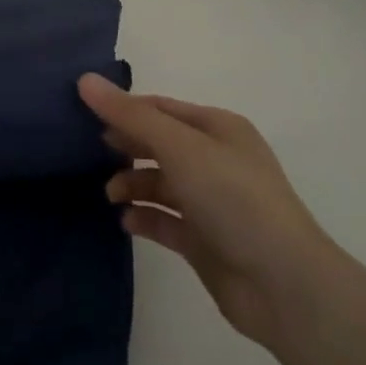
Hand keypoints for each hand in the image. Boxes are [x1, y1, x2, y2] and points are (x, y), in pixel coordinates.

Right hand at [78, 72, 346, 348]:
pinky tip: (127, 222)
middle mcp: (215, 160)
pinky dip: (144, 217)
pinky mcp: (204, 240)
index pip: (160, 108)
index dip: (124, 109)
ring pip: (160, 183)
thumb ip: (131, 116)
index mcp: (218, 129)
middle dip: (125, 147)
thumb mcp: (180, 148)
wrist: (282, 284)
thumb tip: (85, 80)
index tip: (82, 115)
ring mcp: (210, 202)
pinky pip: (164, 220)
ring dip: (131, 185)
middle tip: (88, 154)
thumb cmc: (234, 199)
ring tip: (111, 195)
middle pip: (158, 144)